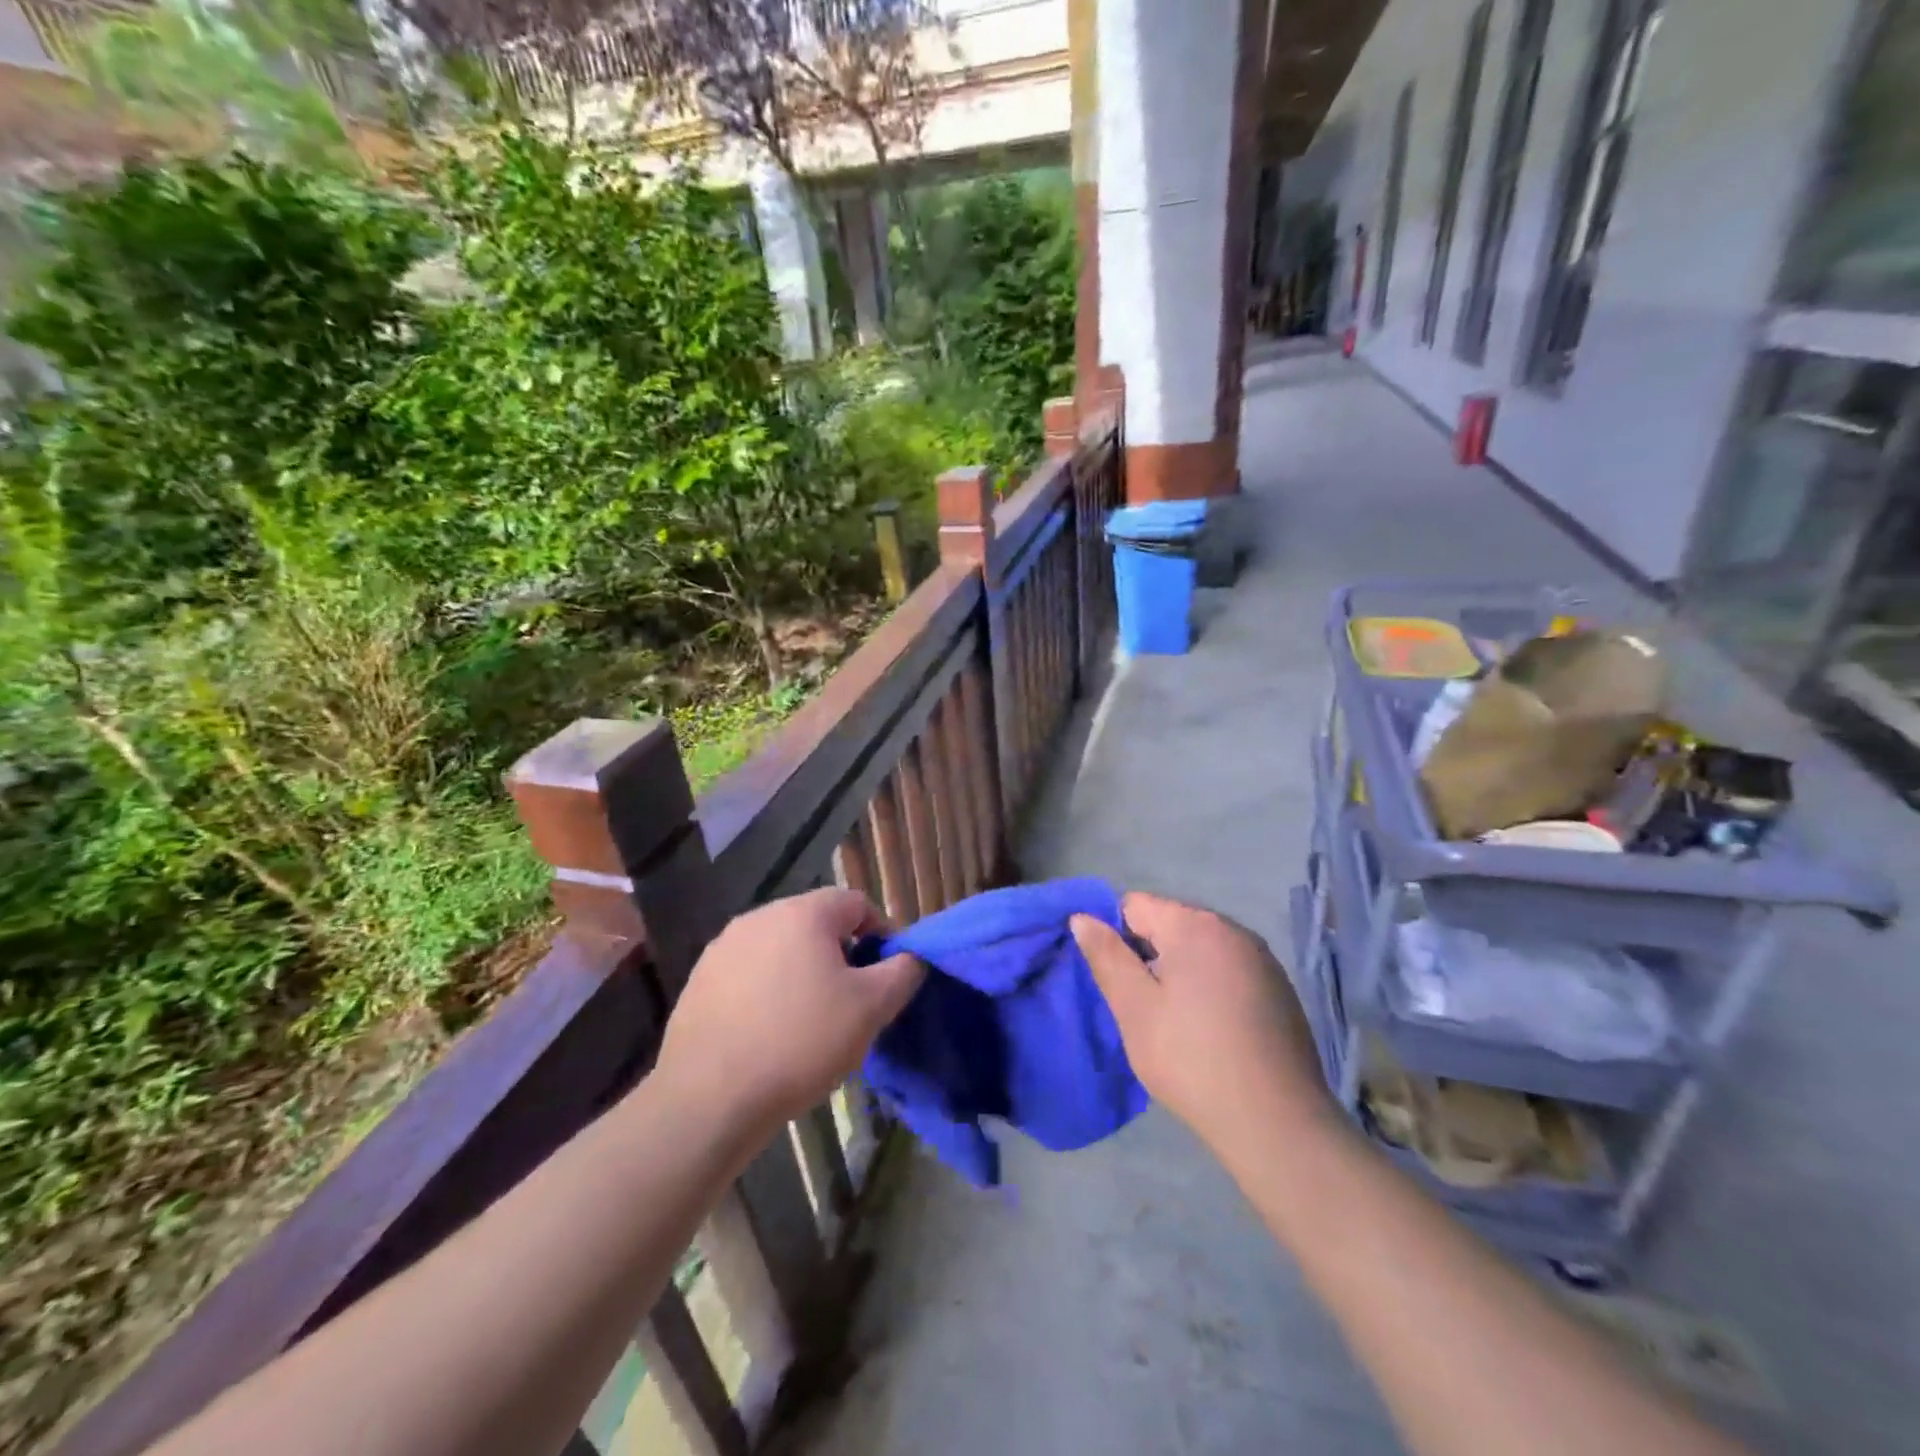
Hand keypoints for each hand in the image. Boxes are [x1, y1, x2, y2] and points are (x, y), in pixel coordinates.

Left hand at [656, 888, 922, 1132]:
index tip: (886, 975)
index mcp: (803, 912)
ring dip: (804, 972)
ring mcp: (724, 946)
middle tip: (852, 1000)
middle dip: (841, 954)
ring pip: (782, 948)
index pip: (857, 903)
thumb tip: (911, 956)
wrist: (708, 1098)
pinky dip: (768, 990)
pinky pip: (750, 972)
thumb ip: (903, 972)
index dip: (881, 934)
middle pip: (817, 923)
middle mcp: (760, 916)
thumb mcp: (871, 1009)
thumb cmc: (800, 1043)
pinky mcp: (700, 979)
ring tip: (811, 1020)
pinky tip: (770, 1032)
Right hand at [1071, 892, 1330, 1156]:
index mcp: (1195, 925)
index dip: (1115, 937)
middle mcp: (1233, 929)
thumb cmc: (1192, 1060)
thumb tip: (1082, 917)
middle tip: (1142, 1007)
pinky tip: (1212, 1032)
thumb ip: (1106, 956)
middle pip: (1170, 923)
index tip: (1117, 982)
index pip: (1135, 905)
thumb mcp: (1134, 1008)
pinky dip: (1211, 989)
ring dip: (1179, 973)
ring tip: (1175, 1023)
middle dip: (1148, 955)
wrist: (1276, 1124)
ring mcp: (1262, 959)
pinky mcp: (1279, 989)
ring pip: (1199, 949)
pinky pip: (1228, 971)